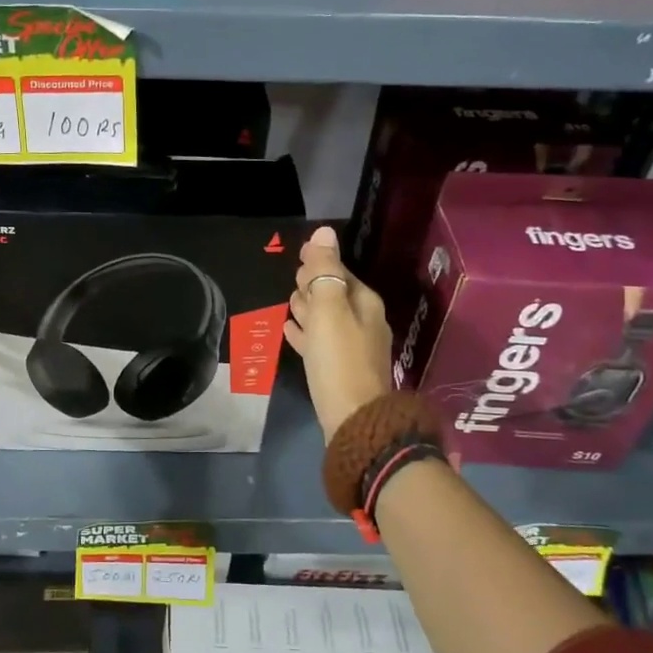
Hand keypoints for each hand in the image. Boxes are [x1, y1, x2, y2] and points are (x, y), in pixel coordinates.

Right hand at [284, 226, 392, 439]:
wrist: (353, 420)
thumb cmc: (338, 359)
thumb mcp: (328, 309)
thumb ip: (324, 271)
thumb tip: (325, 232)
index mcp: (364, 303)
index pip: (339, 271)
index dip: (318, 264)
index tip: (299, 258)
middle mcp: (364, 321)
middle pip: (334, 294)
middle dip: (314, 285)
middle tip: (294, 282)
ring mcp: (353, 347)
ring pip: (326, 318)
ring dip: (308, 309)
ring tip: (289, 304)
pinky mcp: (340, 370)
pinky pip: (320, 342)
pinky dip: (306, 333)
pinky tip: (290, 333)